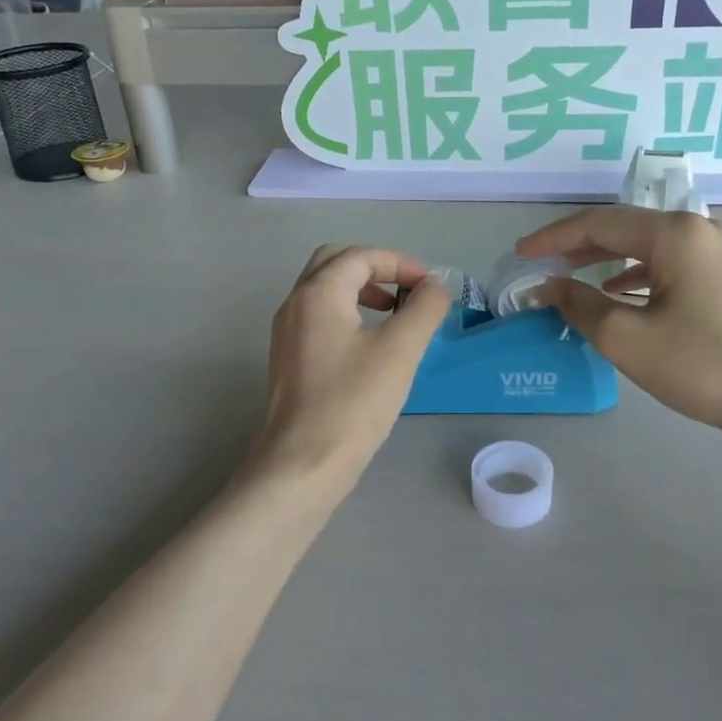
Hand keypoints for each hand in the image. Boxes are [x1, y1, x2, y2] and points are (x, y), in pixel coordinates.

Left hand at [252, 245, 449, 493]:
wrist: (303, 464)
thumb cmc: (353, 402)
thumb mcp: (400, 350)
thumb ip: (424, 308)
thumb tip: (434, 286)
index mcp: (317, 293)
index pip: (360, 256)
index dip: (400, 263)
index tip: (430, 287)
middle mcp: (295, 304)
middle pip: (335, 263)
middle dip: (375, 269)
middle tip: (407, 291)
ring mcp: (287, 334)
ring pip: (325, 291)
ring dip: (362, 291)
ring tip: (395, 315)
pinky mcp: (288, 360)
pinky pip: (319, 318)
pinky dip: (348, 314)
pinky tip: (372, 346)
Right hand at [519, 207, 721, 448]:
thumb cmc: (702, 365)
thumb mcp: (627, 339)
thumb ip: (580, 305)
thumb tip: (549, 286)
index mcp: (675, 234)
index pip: (600, 222)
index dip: (554, 238)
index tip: (521, 254)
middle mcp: (699, 229)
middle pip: (624, 228)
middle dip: (578, 245)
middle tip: (541, 264)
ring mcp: (718, 251)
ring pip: (647, 246)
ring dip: (605, 259)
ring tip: (571, 276)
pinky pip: (668, 263)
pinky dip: (635, 274)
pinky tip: (618, 292)